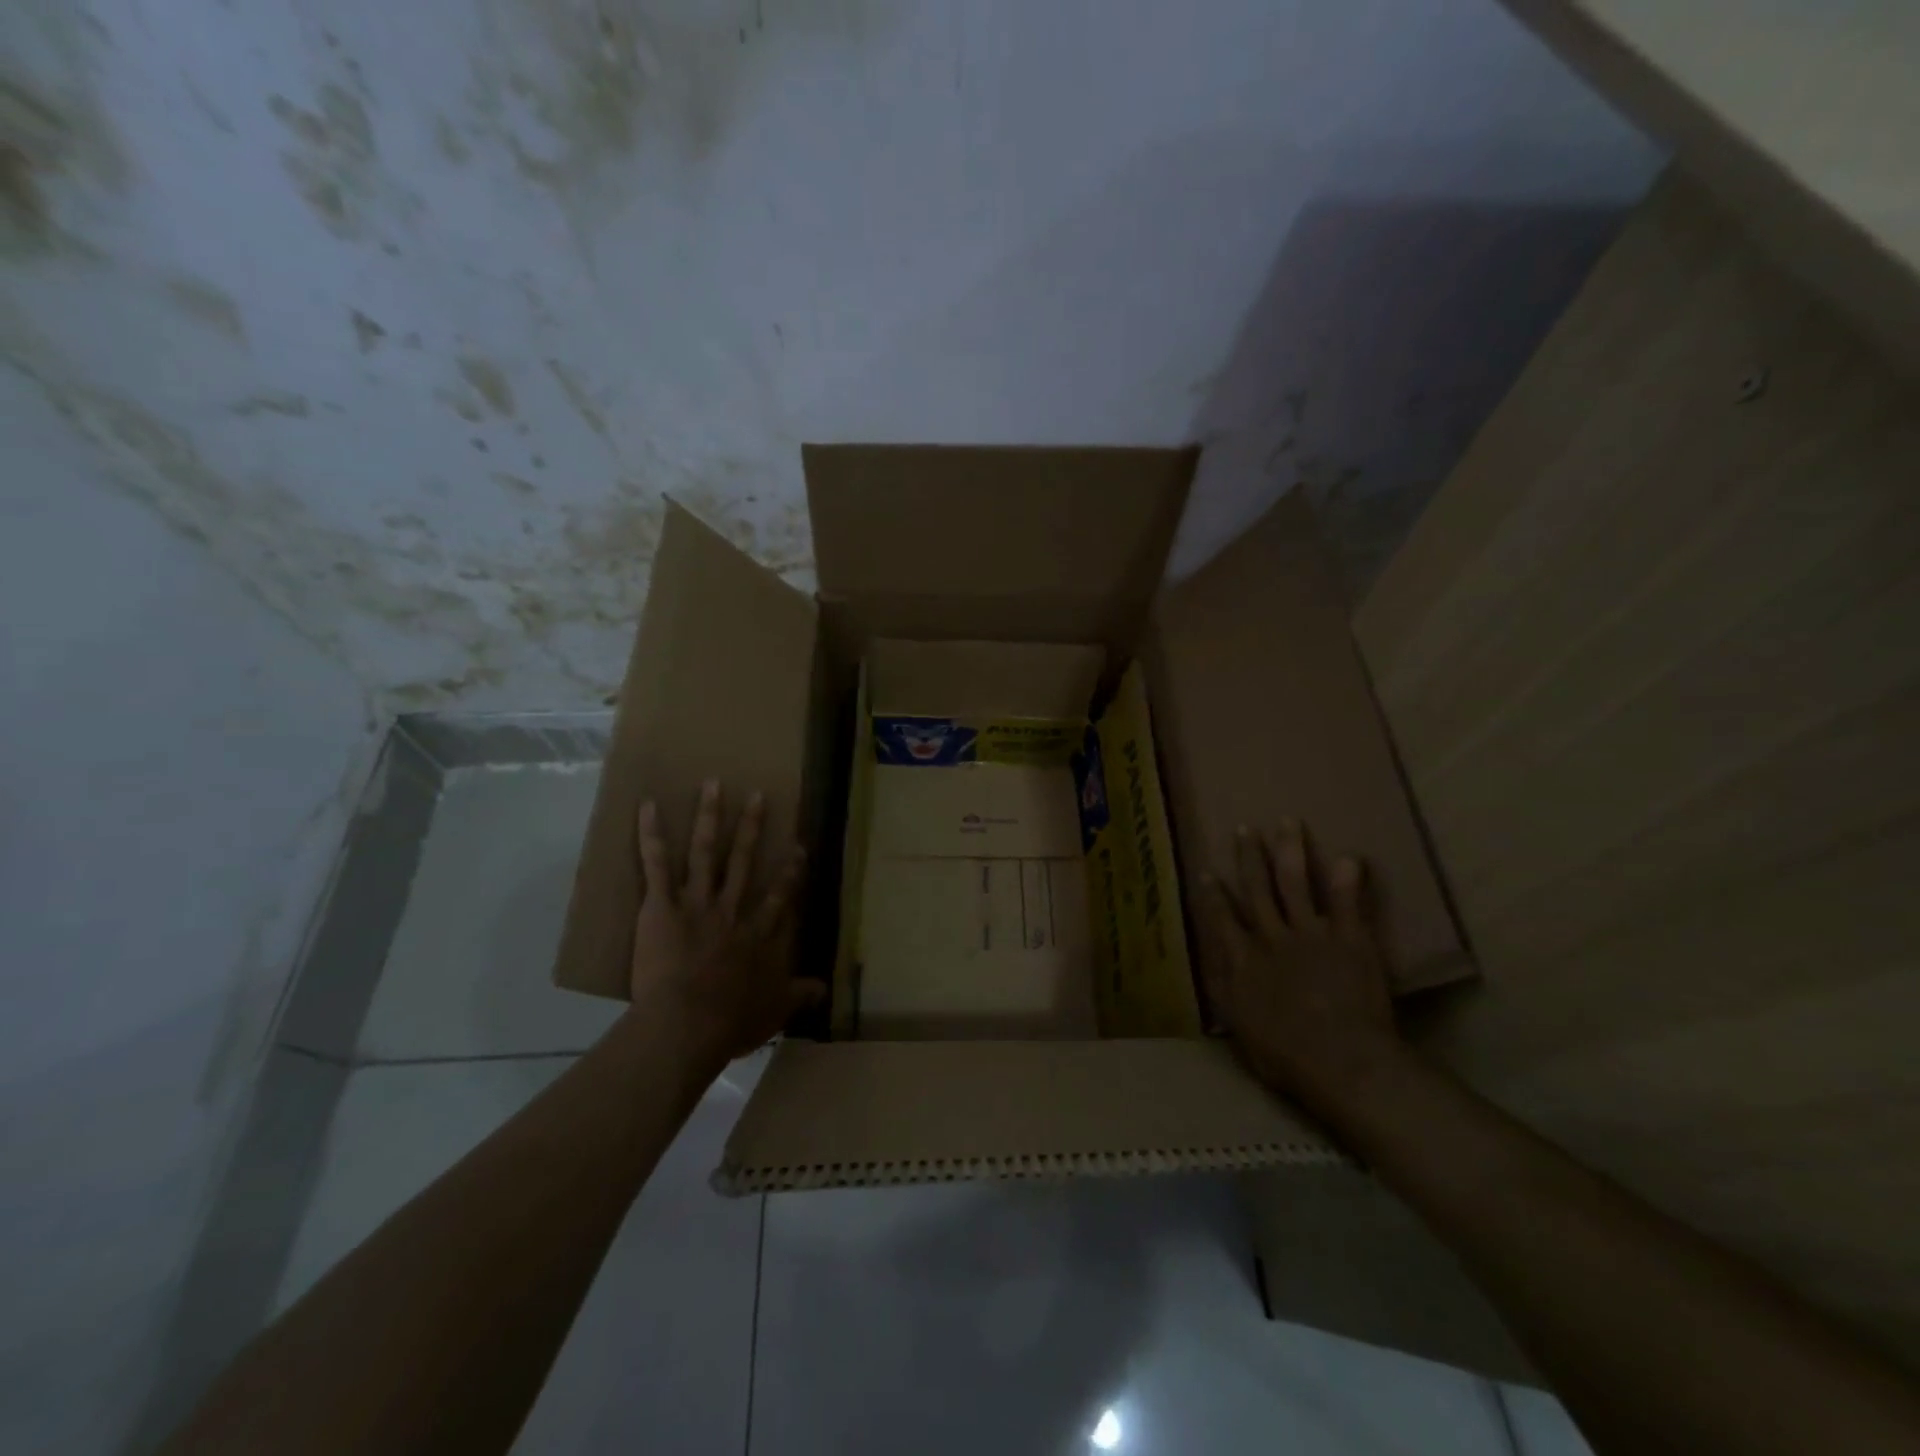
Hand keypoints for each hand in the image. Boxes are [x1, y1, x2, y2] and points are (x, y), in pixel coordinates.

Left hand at [631, 781, 824, 1059]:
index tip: (797, 846)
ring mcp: (697, 903)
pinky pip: (656, 865)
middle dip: (751, 827)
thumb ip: (798, 996)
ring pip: (705, 852)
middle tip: (757, 796)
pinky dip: (651, 836)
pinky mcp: (662, 906)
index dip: (789, 871)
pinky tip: (648, 806)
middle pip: (743, 861)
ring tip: (713, 784)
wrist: (687, 1024)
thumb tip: (823, 989)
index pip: (778, 896)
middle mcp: (731, 910)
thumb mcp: (774, 1012)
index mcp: (756, 934)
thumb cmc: (730, 1022)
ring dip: (709, 816)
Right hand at [1198, 820, 1407, 1117]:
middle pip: (1257, 889)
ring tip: (1289, 823)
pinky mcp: (1349, 940)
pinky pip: (1346, 903)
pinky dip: (1348, 880)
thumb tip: (1212, 965)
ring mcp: (1311, 934)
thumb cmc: (1286, 1055)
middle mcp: (1271, 937)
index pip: (1222, 919)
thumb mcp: (1239, 1029)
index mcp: (1242, 960)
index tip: (1207, 871)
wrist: (1342, 1061)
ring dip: (1290, 851)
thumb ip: (1225, 992)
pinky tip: (1350, 857)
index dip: (1213, 895)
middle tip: (1246, 829)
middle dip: (1250, 857)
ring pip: (1296, 883)